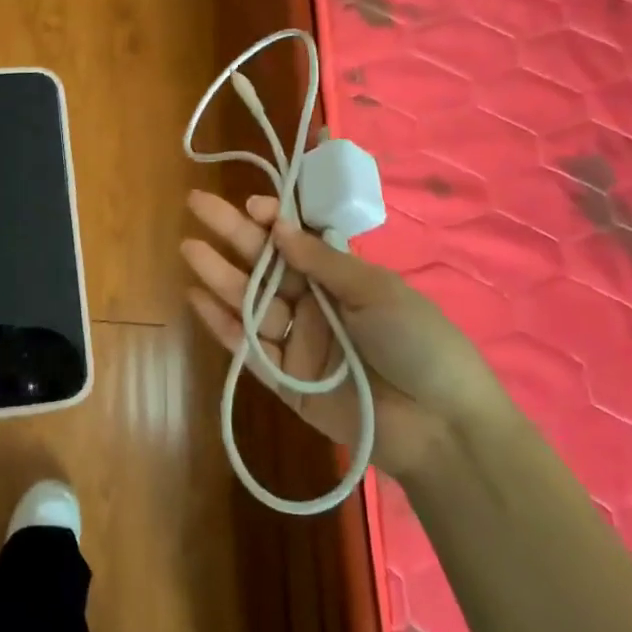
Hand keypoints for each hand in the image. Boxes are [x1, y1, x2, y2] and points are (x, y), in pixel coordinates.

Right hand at [183, 190, 501, 471]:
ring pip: (251, 302)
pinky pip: (248, 347)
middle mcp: (315, 305)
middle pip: (266, 265)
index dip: (271, 220)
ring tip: (189, 247)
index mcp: (342, 279)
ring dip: (219, 274)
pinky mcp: (285, 381)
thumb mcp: (378, 291)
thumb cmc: (419, 343)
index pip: (296, 242)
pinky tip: (196, 297)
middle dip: (233, 234)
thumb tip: (278, 227)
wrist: (441, 427)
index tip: (250, 205)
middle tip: (197, 204)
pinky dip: (222, 324)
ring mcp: (297, 342)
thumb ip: (324, 262)